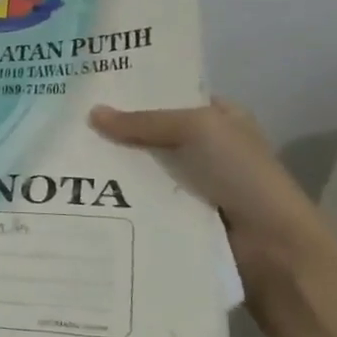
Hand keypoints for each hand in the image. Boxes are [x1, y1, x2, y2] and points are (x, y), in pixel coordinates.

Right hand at [88, 99, 336, 298]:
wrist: (272, 246)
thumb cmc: (243, 175)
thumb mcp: (198, 129)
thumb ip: (144, 121)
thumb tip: (92, 113)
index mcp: (220, 118)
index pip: (170, 97)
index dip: (135, 93)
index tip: (90, 89)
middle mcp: (204, 147)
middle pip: (150, 133)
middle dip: (115, 130)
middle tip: (68, 120)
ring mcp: (190, 183)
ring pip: (141, 167)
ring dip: (111, 165)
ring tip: (64, 155)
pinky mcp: (177, 214)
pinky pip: (140, 197)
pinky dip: (117, 195)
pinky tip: (82, 189)